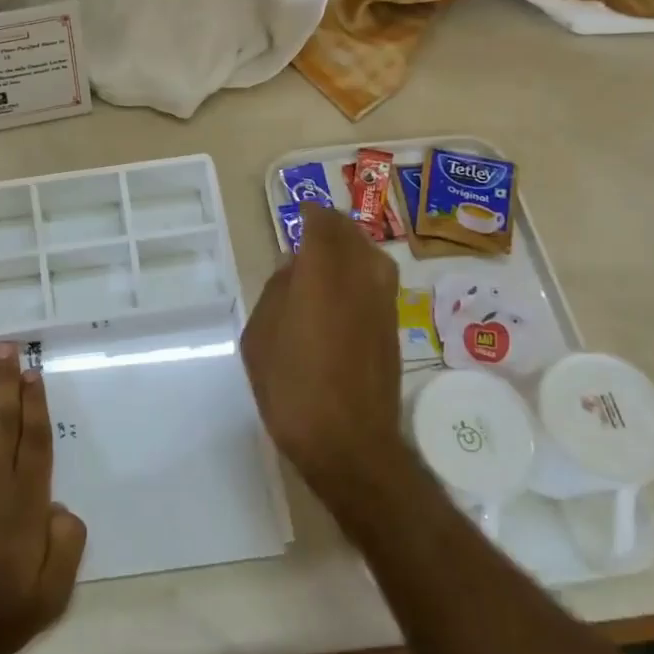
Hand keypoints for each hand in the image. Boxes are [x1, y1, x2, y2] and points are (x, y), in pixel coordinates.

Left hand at [0, 342, 86, 653]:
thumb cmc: (1, 607)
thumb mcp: (54, 589)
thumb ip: (68, 543)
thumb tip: (62, 508)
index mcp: (27, 498)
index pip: (33, 437)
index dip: (34, 402)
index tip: (32, 372)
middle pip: (3, 417)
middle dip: (5, 379)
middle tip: (5, 345)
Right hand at [241, 203, 407, 500]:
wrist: (348, 442)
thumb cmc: (291, 385)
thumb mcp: (260, 333)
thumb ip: (278, 290)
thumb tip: (296, 270)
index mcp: (323, 270)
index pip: (322, 222)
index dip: (310, 212)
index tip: (298, 211)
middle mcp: (361, 275)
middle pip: (351, 234)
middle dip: (331, 227)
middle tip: (310, 231)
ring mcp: (383, 301)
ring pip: (370, 255)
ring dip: (349, 249)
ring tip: (325, 259)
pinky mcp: (393, 326)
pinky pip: (376, 281)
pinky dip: (359, 274)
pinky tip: (340, 292)